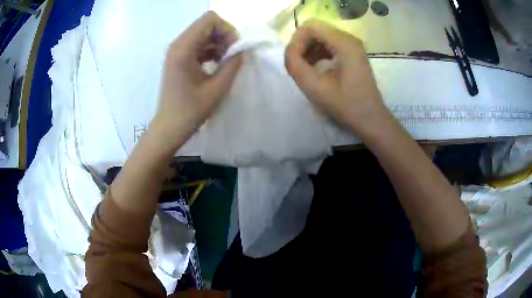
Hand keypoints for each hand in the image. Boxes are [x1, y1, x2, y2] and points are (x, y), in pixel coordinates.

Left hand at [153, 11, 242, 148]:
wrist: (170, 127)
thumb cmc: (191, 111)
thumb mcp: (218, 87)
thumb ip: (233, 63)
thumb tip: (241, 49)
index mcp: (183, 48)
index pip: (210, 19)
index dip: (227, 29)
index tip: (234, 48)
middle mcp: (178, 44)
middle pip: (207, 24)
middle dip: (224, 35)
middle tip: (232, 55)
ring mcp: (177, 51)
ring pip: (204, 33)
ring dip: (219, 43)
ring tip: (226, 62)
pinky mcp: (179, 58)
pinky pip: (199, 44)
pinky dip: (212, 50)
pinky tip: (218, 64)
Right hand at [285, 19, 389, 137]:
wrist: (370, 119)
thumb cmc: (346, 105)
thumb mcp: (315, 87)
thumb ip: (295, 64)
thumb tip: (289, 51)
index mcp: (344, 43)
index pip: (310, 27)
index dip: (296, 41)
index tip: (293, 61)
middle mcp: (349, 38)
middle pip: (315, 29)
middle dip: (302, 45)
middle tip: (298, 66)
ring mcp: (352, 45)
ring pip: (321, 37)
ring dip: (308, 50)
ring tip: (305, 69)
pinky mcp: (352, 53)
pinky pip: (328, 45)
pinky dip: (317, 54)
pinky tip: (315, 68)